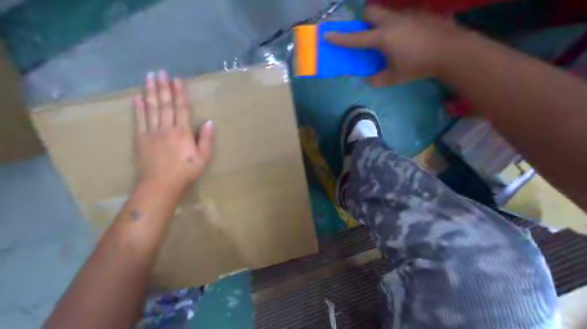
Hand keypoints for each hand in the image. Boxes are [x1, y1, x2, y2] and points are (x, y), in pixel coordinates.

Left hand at [134, 70, 214, 193]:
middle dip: (163, 87)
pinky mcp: (140, 139)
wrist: (159, 185)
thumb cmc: (185, 172)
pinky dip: (138, 108)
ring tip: (149, 77)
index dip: (179, 93)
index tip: (176, 79)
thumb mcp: (204, 159)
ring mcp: (151, 133)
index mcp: (182, 132)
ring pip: (151, 108)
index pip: (181, 108)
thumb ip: (207, 140)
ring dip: (150, 92)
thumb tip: (209, 122)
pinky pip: (139, 120)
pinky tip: (137, 98)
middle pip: (165, 104)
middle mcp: (166, 128)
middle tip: (160, 71)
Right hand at [326, 5, 468, 87]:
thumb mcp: (395, 77)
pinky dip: (398, 26)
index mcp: (382, 37)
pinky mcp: (419, 14)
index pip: (355, 38)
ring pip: (387, 13)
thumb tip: (369, 79)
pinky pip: (402, 17)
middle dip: (363, 21)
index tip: (327, 35)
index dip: (340, 38)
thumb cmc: (418, 65)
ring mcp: (406, 15)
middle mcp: (391, 22)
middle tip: (366, 34)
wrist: (451, 50)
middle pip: (370, 12)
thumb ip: (378, 79)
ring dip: (382, 23)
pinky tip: (408, 38)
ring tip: (390, 39)